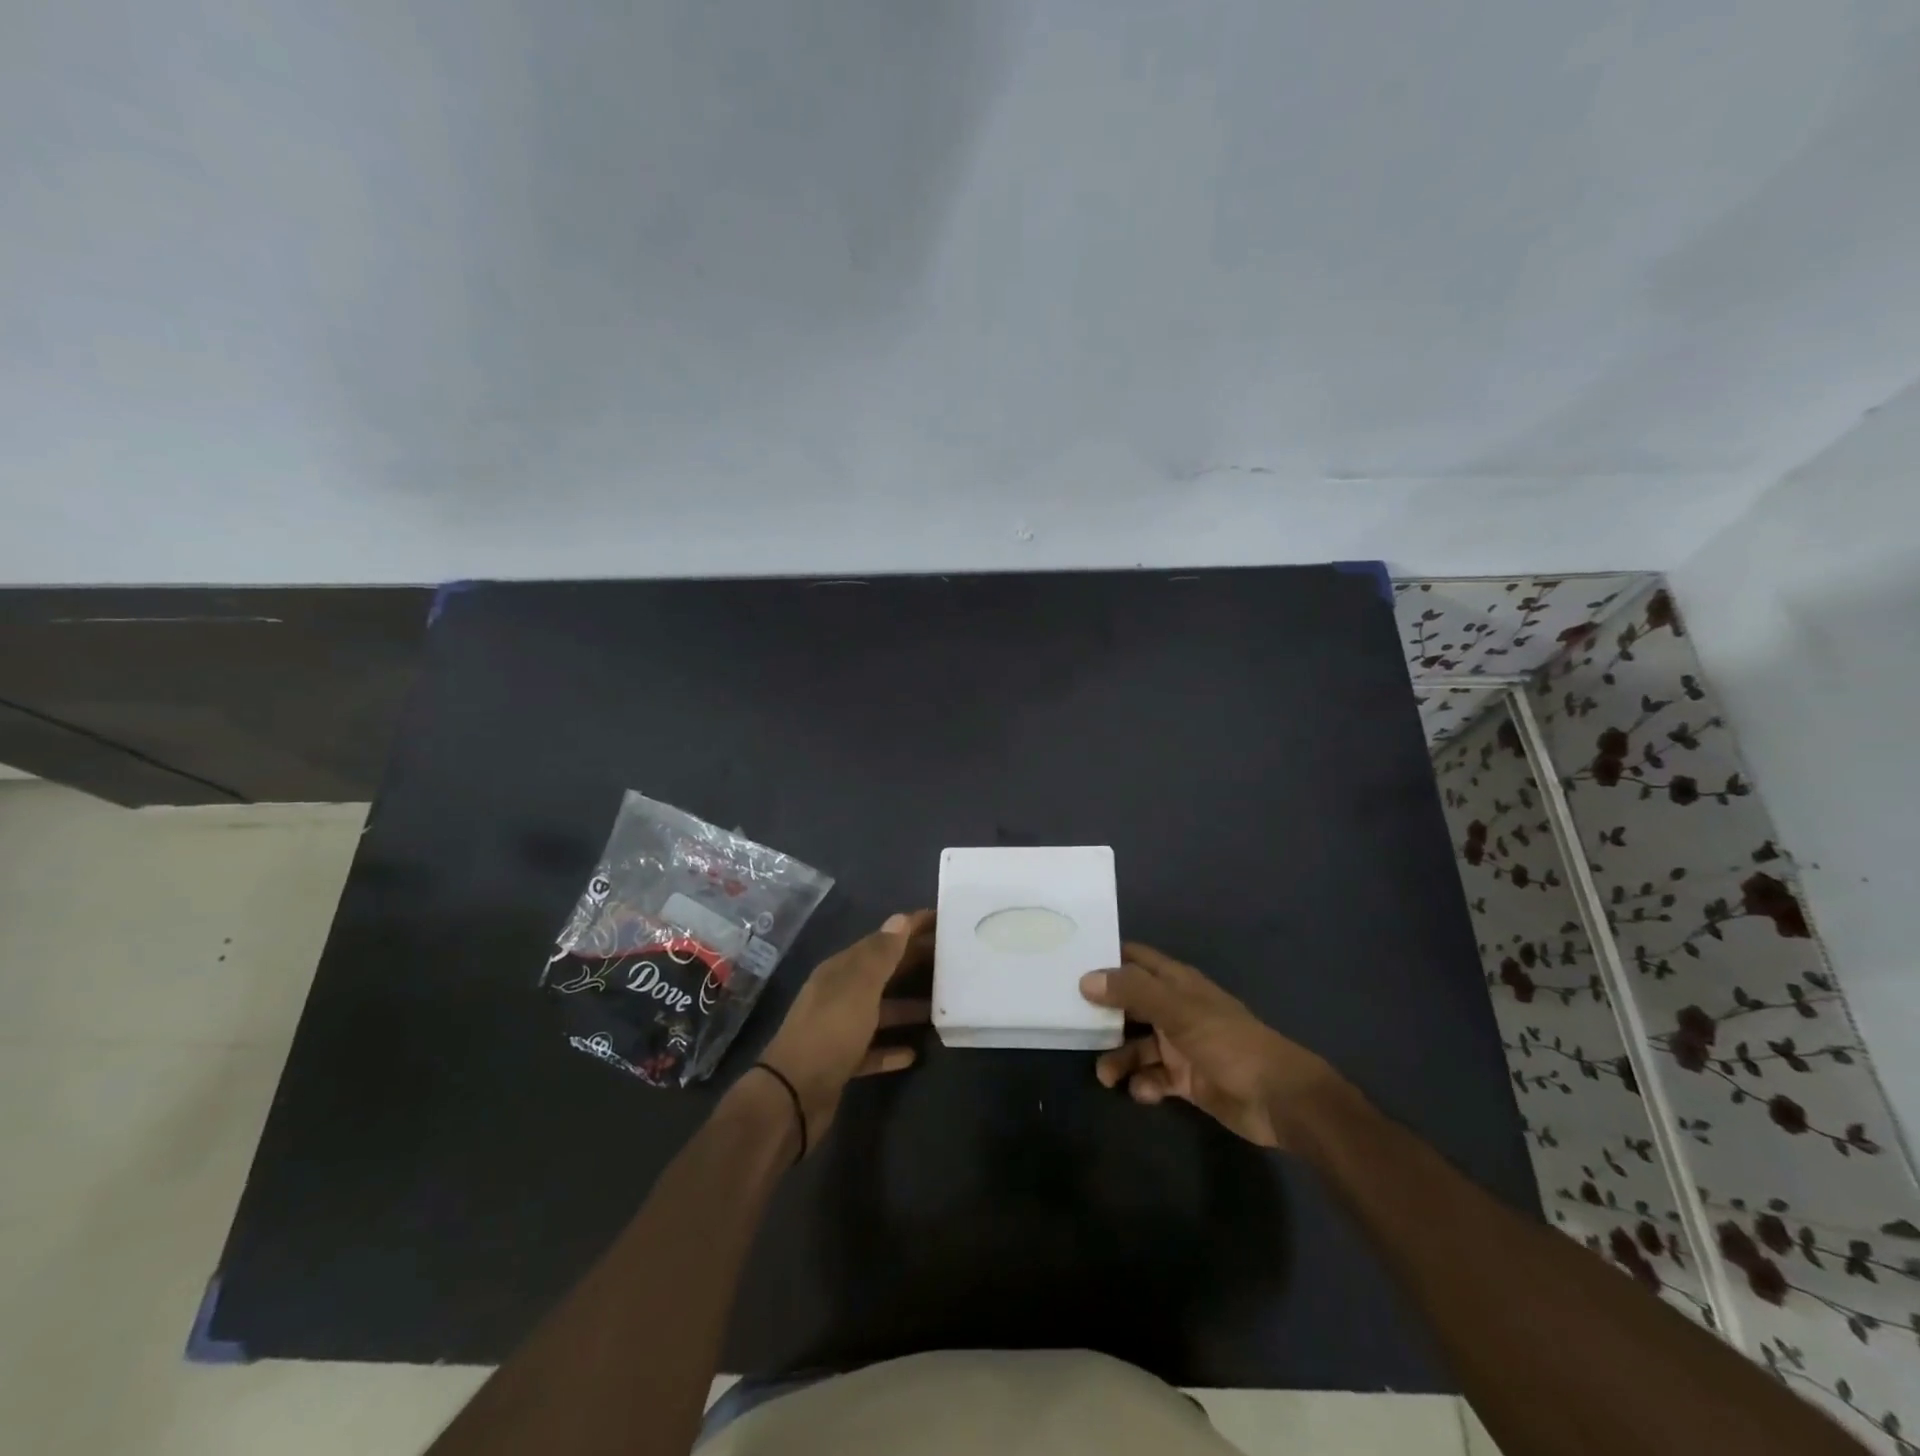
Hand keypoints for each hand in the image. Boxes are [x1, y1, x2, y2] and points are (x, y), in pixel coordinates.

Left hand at [758, 910, 932, 1150]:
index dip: (909, 928)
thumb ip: (881, 954)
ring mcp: (839, 1029)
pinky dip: (892, 1048)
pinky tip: (914, 1053)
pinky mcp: (842, 1062)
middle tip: (952, 960)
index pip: (881, 940)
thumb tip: (900, 920)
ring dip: (907, 1007)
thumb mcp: (859, 987)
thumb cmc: (830, 1032)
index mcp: (840, 970)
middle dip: (913, 963)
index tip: (942, 920)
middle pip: (882, 973)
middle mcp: (838, 994)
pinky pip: (873, 1049)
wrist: (792, 1096)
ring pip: (880, 1011)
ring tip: (942, 1007)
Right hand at [1079, 941, 1348, 1150]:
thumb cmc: (1228, 1042)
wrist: (1278, 1098)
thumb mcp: (1177, 1010)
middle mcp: (1175, 1009)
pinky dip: (1144, 1084)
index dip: (1107, 958)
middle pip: (1130, 1003)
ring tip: (1105, 1076)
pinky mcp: (1186, 1080)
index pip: (1135, 959)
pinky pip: (1153, 1077)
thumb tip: (1086, 978)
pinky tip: (1143, 1092)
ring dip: (1119, 1057)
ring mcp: (1181, 1045)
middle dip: (1103, 1013)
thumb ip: (1133, 992)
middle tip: (1070, 1022)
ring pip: (1138, 1045)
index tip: (1071, 962)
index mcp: (1177, 983)